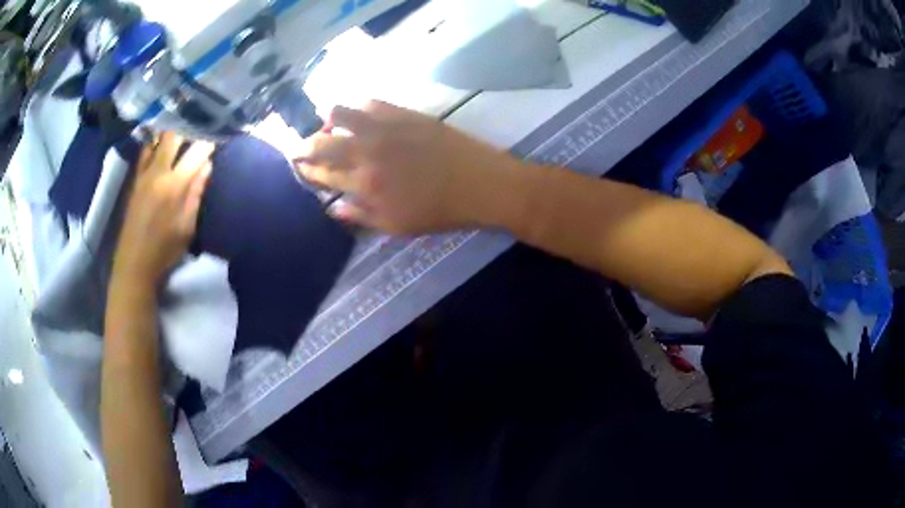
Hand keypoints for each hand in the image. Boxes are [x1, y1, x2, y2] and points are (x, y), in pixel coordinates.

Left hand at [113, 132, 214, 285]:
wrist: (134, 264)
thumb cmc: (164, 251)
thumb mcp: (187, 227)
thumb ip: (196, 193)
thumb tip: (207, 166)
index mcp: (175, 185)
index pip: (197, 151)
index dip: (209, 143)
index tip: (218, 140)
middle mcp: (158, 172)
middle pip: (174, 135)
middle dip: (189, 131)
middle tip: (198, 134)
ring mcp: (143, 174)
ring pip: (157, 139)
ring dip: (171, 135)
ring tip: (181, 137)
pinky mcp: (135, 180)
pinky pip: (145, 152)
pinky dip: (155, 144)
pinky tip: (161, 148)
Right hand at [293, 101, 521, 234]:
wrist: (482, 184)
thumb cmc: (440, 211)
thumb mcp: (397, 226)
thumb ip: (360, 216)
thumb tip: (332, 208)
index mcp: (365, 184)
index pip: (324, 174)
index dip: (307, 169)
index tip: (298, 165)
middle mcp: (367, 152)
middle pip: (323, 144)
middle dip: (304, 145)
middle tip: (297, 146)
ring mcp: (385, 128)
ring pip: (340, 114)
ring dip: (327, 119)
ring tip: (326, 123)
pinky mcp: (404, 112)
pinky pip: (371, 102)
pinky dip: (357, 106)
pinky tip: (358, 113)